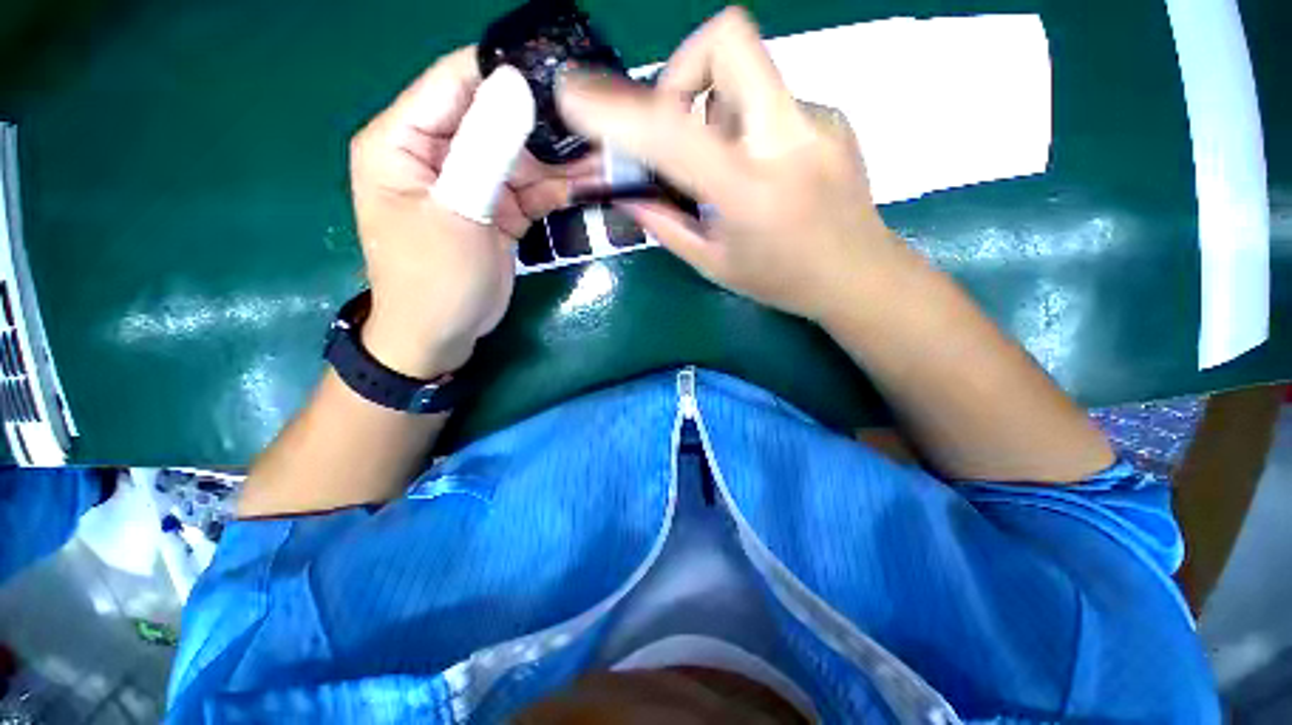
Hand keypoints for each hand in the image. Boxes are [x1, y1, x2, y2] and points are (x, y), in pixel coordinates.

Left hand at [349, 47, 596, 376]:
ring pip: (522, 156)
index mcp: (402, 140)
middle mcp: (438, 152)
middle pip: (496, 118)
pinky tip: (592, 181)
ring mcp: (473, 182)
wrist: (444, 335)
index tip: (559, 72)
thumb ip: (485, 151)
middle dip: (544, 120)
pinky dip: (561, 187)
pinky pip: (533, 188)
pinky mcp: (500, 209)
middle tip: (595, 120)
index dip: (504, 72)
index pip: (454, 83)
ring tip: (606, 152)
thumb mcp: (456, 213)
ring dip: (561, 159)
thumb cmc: (434, 279)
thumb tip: (516, 85)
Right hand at [557, 7, 912, 322]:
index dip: (619, 110)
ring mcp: (816, 120)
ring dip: (716, 111)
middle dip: (683, 70)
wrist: (858, 274)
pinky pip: (770, 102)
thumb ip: (667, 226)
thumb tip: (631, 197)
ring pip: (747, 76)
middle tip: (677, 123)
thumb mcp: (714, 264)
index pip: (673, 131)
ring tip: (724, 167)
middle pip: (728, 39)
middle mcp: (786, 140)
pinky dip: (747, 128)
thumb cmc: (781, 280)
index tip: (579, 98)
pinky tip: (761, 171)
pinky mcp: (831, 117)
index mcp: (748, 190)